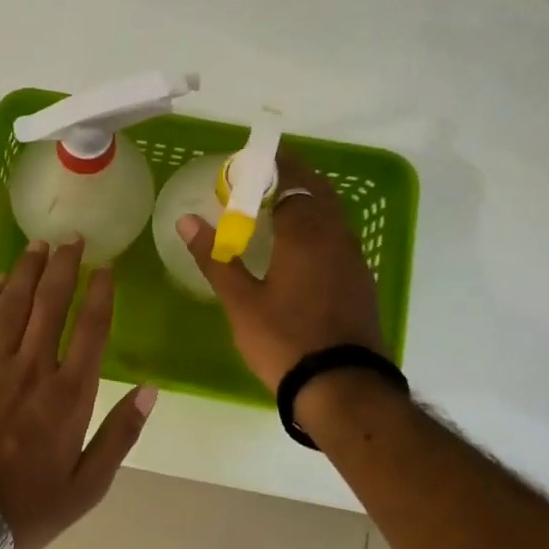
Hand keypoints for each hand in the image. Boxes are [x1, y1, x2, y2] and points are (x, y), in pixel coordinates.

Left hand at [0, 238, 156, 548]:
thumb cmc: (30, 506)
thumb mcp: (88, 484)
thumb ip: (120, 435)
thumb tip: (149, 390)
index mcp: (68, 395)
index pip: (90, 330)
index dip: (99, 294)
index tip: (105, 268)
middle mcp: (31, 370)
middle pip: (49, 305)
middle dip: (63, 268)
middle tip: (72, 239)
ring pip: (10, 307)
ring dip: (25, 273)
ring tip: (37, 246)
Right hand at [175, 152, 383, 392]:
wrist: (342, 387)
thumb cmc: (284, 340)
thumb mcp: (241, 302)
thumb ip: (215, 258)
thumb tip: (187, 220)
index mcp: (305, 234)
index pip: (292, 182)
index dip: (273, 167)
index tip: (251, 161)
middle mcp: (336, 237)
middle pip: (319, 192)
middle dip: (294, 178)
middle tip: (263, 179)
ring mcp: (354, 260)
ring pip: (333, 216)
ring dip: (309, 203)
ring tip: (278, 209)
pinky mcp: (361, 282)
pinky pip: (340, 239)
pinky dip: (320, 228)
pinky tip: (301, 249)